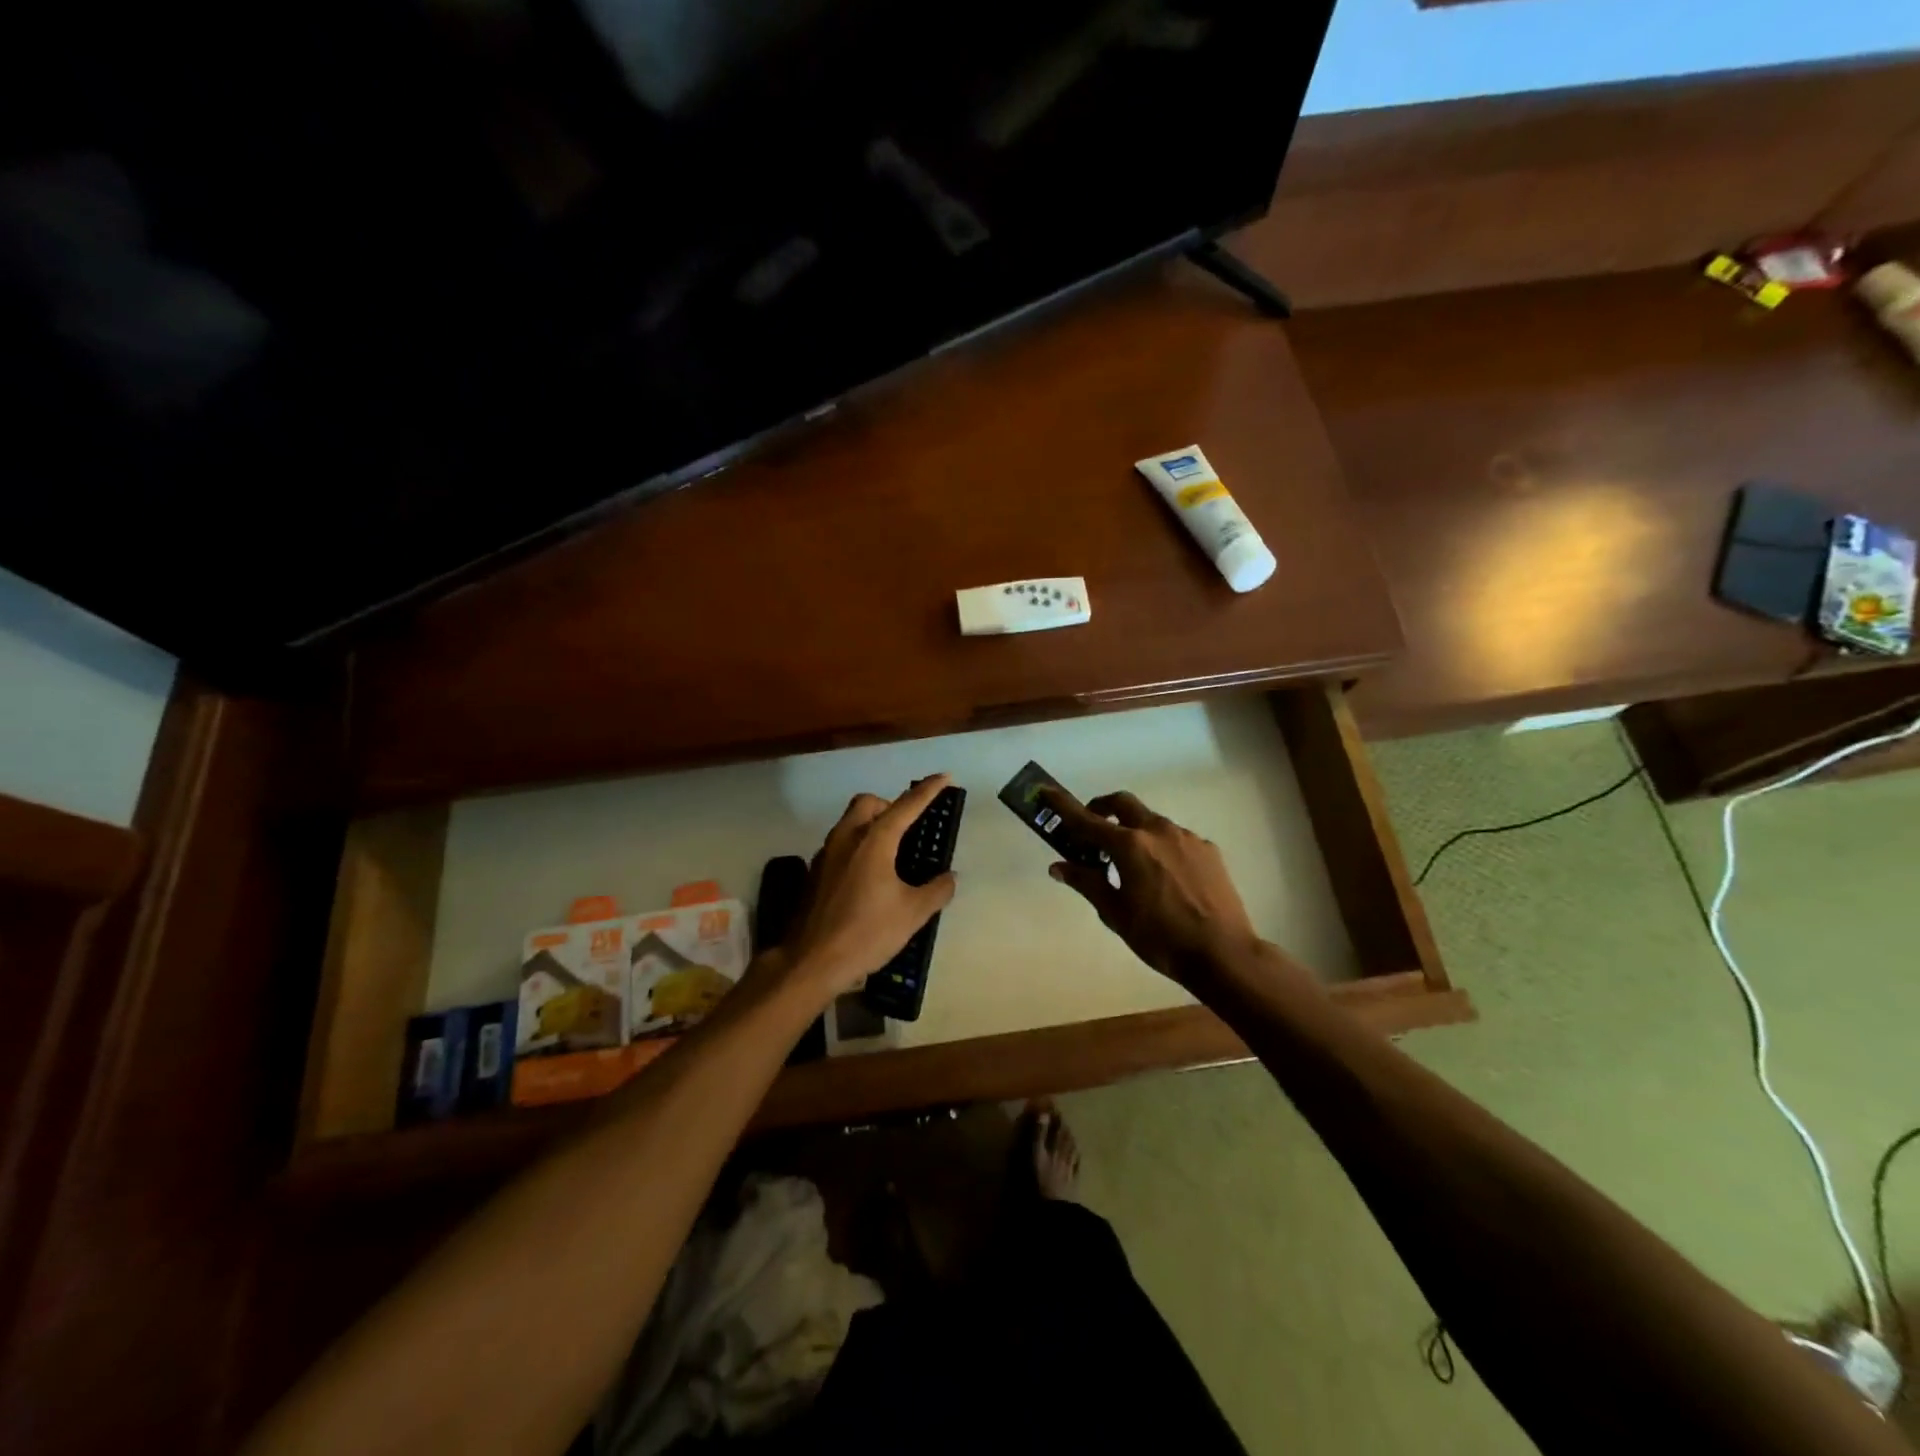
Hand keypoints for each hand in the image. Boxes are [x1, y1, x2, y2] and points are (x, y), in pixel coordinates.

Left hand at [782, 775, 958, 1002]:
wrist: (811, 961)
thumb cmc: (866, 933)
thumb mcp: (912, 914)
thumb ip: (936, 890)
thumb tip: (949, 877)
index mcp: (874, 841)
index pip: (906, 806)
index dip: (928, 790)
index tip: (944, 777)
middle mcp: (847, 838)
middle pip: (868, 804)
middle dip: (890, 806)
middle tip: (909, 829)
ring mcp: (826, 854)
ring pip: (850, 822)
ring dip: (872, 826)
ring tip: (892, 853)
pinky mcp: (815, 873)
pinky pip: (841, 844)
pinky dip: (858, 846)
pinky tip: (869, 876)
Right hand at [1043, 789, 1259, 988]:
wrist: (1223, 953)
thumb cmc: (1160, 938)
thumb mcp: (1116, 914)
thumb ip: (1087, 883)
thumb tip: (1059, 866)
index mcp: (1129, 846)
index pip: (1087, 820)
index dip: (1063, 806)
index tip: (1046, 791)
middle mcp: (1157, 831)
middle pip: (1123, 803)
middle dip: (1103, 808)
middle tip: (1093, 830)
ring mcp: (1186, 838)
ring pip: (1152, 822)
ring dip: (1135, 832)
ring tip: (1132, 866)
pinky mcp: (1208, 850)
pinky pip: (1176, 839)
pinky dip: (1161, 848)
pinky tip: (1165, 879)